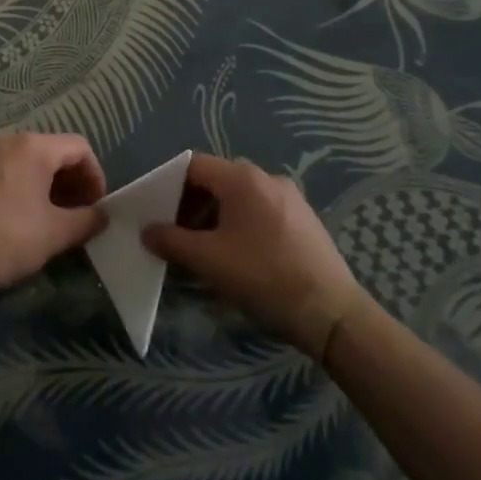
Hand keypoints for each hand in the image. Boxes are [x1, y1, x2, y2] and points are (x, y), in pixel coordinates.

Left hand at [0, 133, 106, 295]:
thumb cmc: (5, 238)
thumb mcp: (54, 234)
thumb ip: (86, 221)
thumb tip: (102, 215)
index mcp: (34, 147)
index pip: (79, 148)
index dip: (95, 176)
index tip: (94, 207)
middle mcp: (6, 139)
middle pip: (50, 151)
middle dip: (69, 181)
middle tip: (73, 214)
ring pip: (22, 160)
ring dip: (41, 184)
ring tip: (42, 217)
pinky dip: (13, 186)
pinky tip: (7, 217)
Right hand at [143, 152, 369, 355]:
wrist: (333, 314)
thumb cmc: (265, 278)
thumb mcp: (209, 261)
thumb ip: (171, 241)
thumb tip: (147, 231)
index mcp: (243, 178)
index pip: (193, 165)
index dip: (169, 184)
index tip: (156, 212)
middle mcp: (267, 178)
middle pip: (216, 179)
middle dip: (191, 204)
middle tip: (176, 234)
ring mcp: (290, 198)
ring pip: (239, 197)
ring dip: (215, 217)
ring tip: (204, 249)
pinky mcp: (304, 220)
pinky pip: (260, 211)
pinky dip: (240, 225)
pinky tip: (238, 256)